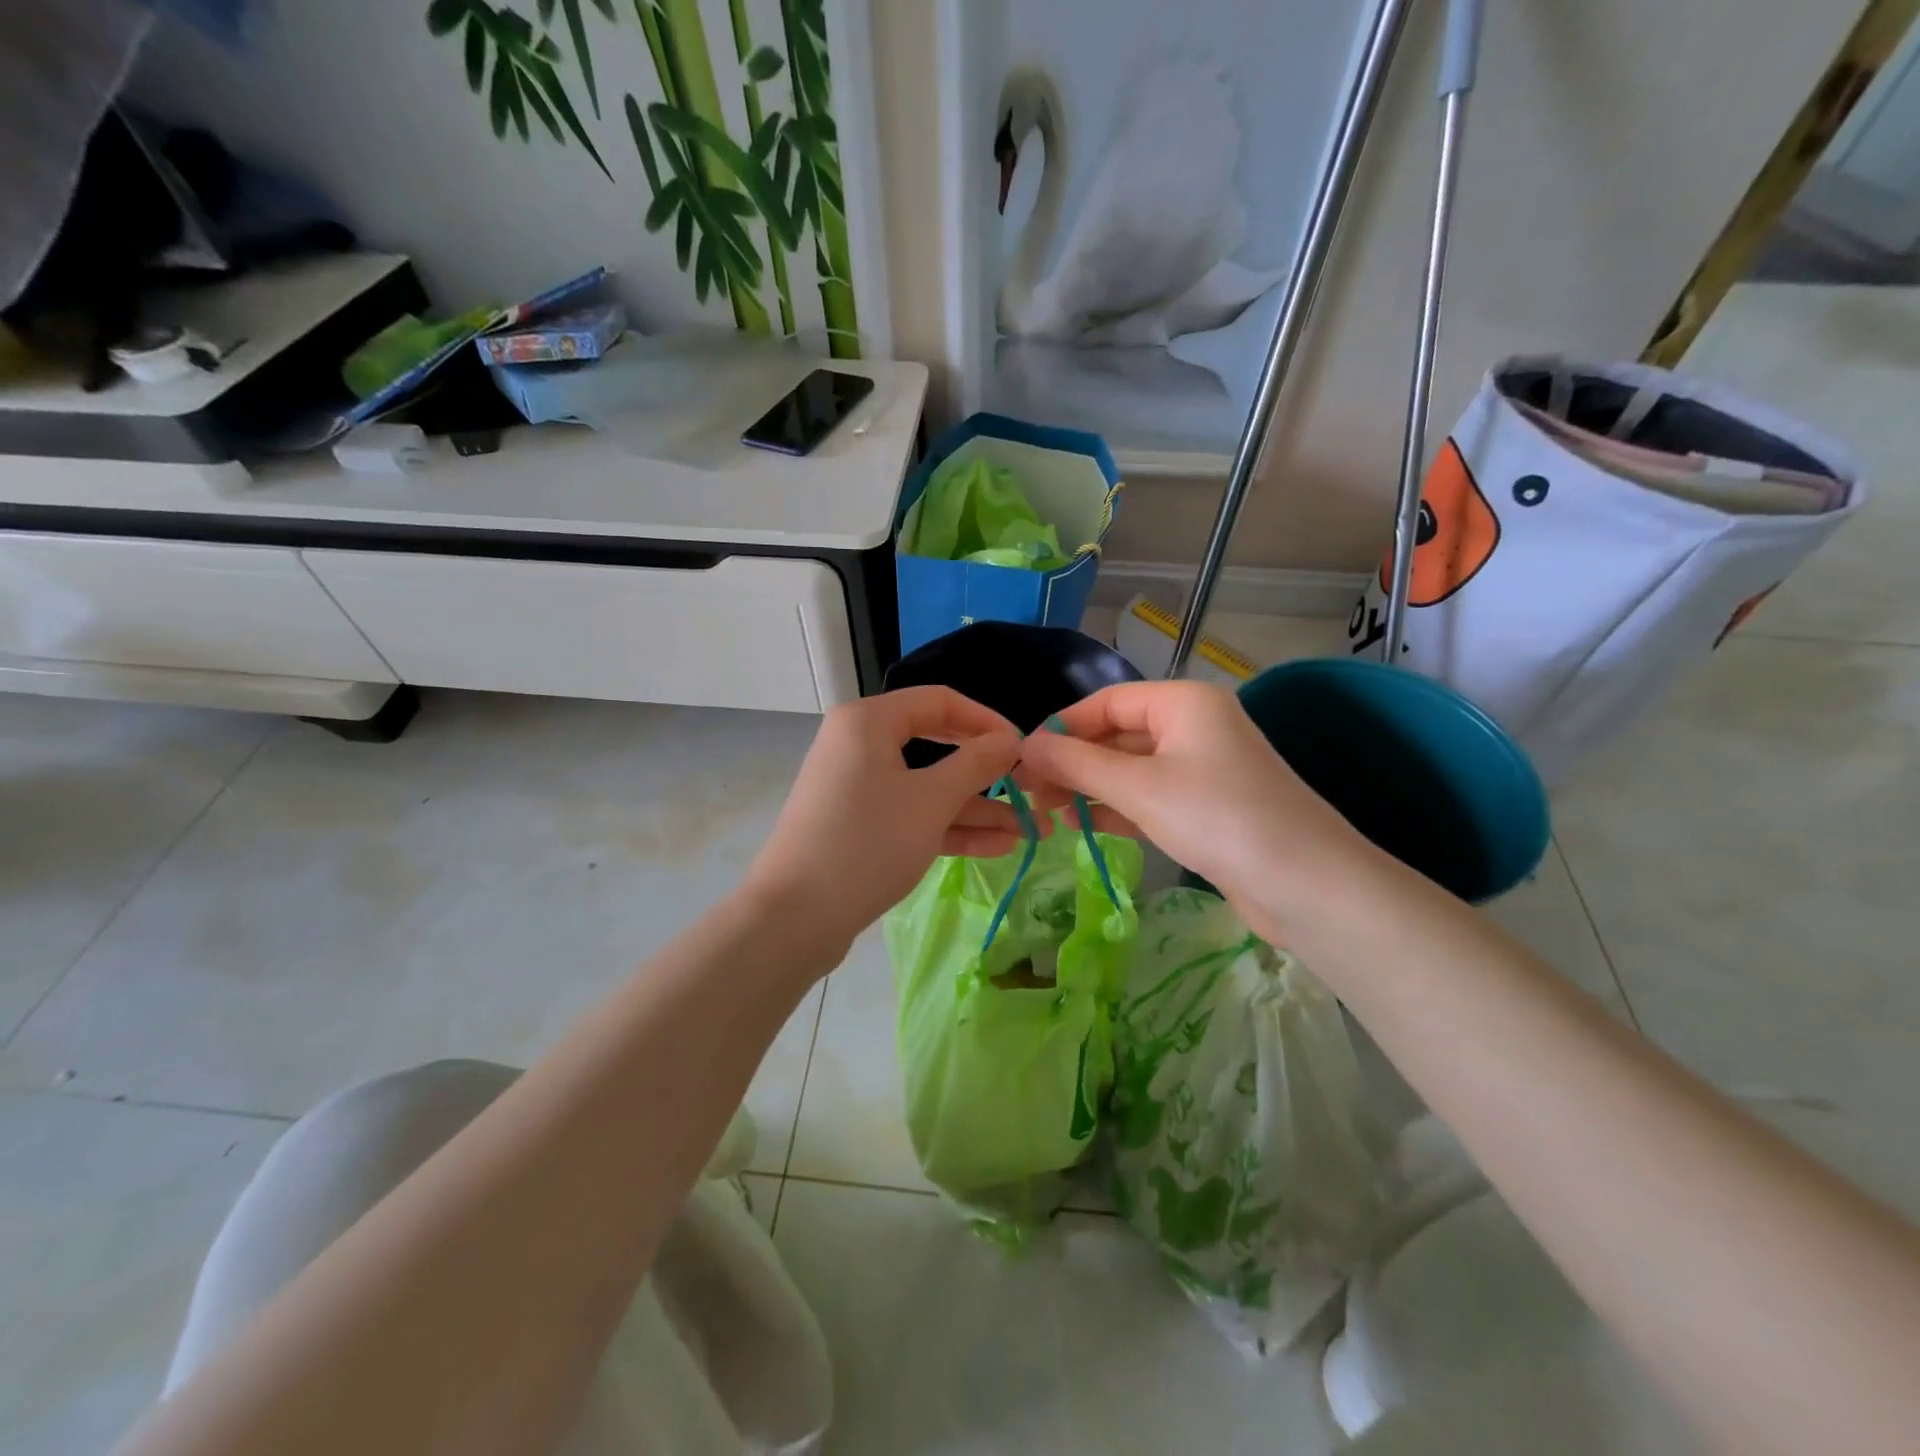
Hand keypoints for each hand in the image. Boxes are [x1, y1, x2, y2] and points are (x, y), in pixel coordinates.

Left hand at [742, 687, 1024, 961]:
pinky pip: (911, 814)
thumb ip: (976, 764)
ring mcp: (858, 787)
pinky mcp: (859, 825)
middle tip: (1029, 791)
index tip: (1024, 748)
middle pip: (936, 746)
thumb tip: (1011, 740)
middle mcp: (860, 744)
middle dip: (986, 774)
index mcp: (869, 721)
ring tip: (1030, 830)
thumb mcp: (931, 800)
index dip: (986, 721)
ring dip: (976, 808)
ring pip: (927, 786)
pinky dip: (948, 827)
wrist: (794, 918)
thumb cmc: (867, 843)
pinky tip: (997, 846)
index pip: (940, 702)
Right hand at [1016, 681, 1378, 944]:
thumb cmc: (1218, 818)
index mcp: (1183, 702)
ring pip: (1131, 769)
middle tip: (1026, 793)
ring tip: (1045, 812)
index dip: (1061, 728)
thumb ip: (1077, 764)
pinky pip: (1149, 797)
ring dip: (1089, 787)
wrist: (1307, 885)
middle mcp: (1193, 726)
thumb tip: (1024, 746)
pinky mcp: (1207, 808)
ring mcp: (1202, 768)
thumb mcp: (1139, 787)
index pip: (1106, 702)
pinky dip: (1116, 808)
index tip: (1022, 759)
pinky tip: (1082, 826)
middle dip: (1071, 762)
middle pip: (1117, 735)